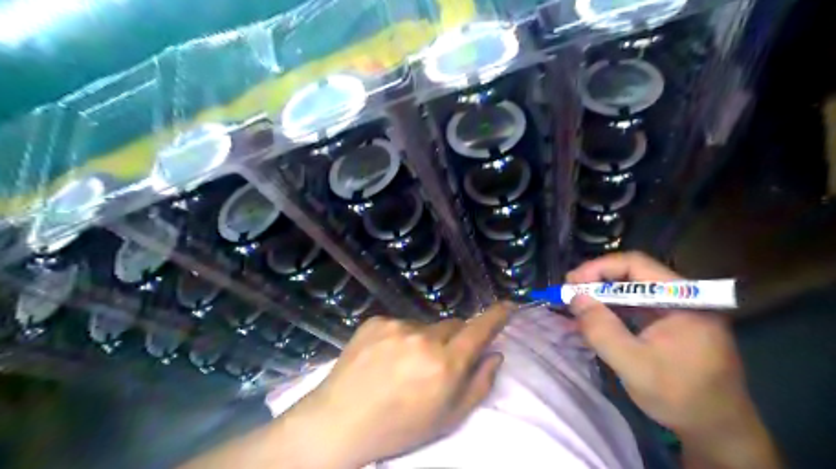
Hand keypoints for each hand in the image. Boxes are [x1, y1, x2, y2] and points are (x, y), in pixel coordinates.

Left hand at [285, 302, 512, 466]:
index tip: (507, 306)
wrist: (340, 421)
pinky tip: (385, 358)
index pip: (479, 330)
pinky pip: (400, 324)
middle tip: (438, 363)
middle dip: (453, 339)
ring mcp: (396, 326)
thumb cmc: (399, 427)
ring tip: (404, 365)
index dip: (496, 316)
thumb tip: (494, 354)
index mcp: (444, 364)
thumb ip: (478, 384)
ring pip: (425, 326)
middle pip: (452, 326)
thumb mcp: (447, 418)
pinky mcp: (375, 321)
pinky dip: (400, 337)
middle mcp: (423, 338)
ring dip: (424, 340)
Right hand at [565, 251, 781, 465]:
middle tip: (569, 294)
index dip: (599, 268)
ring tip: (577, 306)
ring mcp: (679, 310)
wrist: (719, 431)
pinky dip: (613, 310)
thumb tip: (575, 297)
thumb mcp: (634, 365)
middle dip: (597, 282)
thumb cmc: (681, 397)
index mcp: (685, 299)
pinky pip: (637, 306)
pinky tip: (596, 320)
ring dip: (603, 296)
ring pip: (633, 290)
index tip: (571, 283)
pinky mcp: (672, 323)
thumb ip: (602, 330)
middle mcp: (684, 296)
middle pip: (634, 274)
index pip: (636, 264)